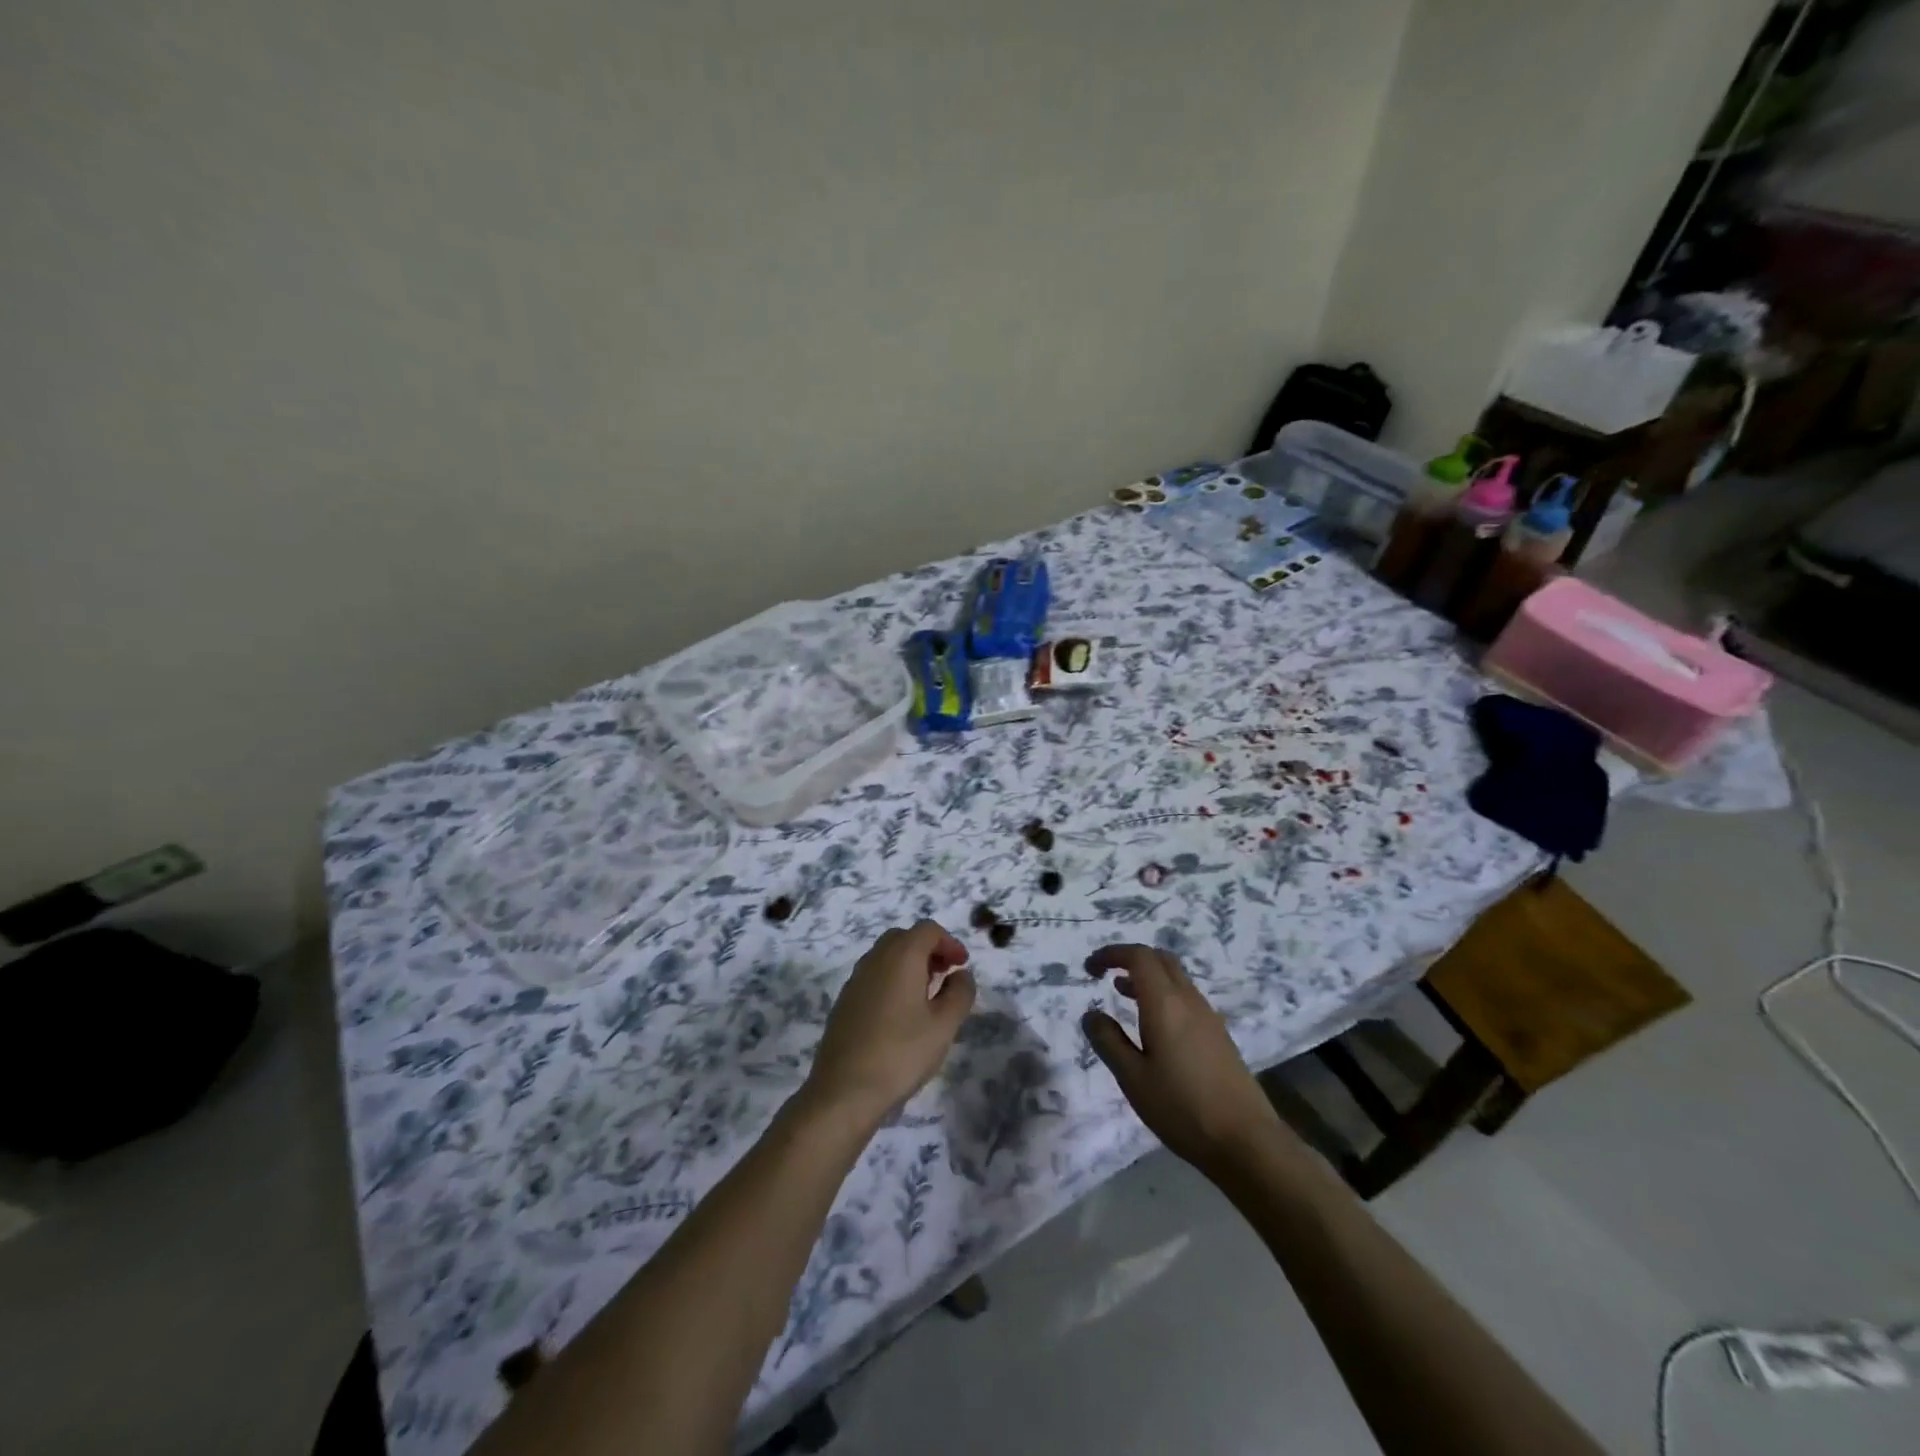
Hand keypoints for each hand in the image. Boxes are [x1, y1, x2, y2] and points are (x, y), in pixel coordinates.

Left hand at [804, 921, 976, 1128]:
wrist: (844, 1091)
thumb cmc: (901, 1053)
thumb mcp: (944, 1025)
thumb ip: (960, 993)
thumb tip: (962, 975)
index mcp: (901, 956)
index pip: (928, 930)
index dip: (950, 943)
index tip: (962, 967)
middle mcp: (875, 959)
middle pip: (905, 938)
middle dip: (929, 950)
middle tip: (946, 976)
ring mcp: (855, 980)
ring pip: (886, 956)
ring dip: (910, 965)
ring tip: (927, 996)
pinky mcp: (844, 1001)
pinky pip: (873, 976)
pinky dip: (892, 980)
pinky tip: (901, 1014)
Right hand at [1082, 944, 1282, 1177]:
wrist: (1246, 1141)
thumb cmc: (1182, 1108)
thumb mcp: (1133, 1078)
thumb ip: (1108, 1041)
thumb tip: (1091, 1014)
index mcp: (1165, 1003)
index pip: (1138, 956)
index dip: (1111, 954)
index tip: (1089, 968)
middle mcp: (1189, 1000)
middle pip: (1160, 959)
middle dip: (1130, 959)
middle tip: (1105, 974)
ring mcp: (1208, 1017)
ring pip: (1175, 978)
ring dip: (1148, 977)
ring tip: (1122, 995)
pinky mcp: (1219, 1035)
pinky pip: (1186, 998)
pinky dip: (1163, 995)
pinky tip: (1153, 1026)